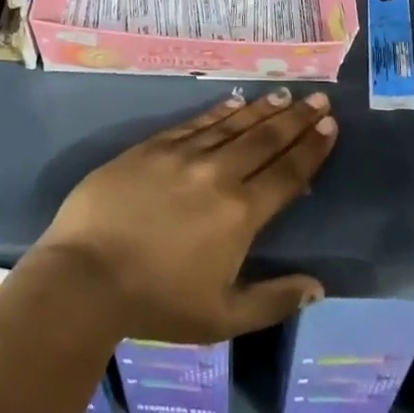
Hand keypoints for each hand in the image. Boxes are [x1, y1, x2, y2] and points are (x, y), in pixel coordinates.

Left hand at [29, 88, 336, 343]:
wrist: (83, 278)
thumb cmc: (155, 304)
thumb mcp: (221, 318)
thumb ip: (273, 301)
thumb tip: (317, 287)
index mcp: (241, 214)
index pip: (287, 173)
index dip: (312, 148)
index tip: (330, 126)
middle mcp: (218, 175)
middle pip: (265, 140)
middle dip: (296, 118)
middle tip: (318, 99)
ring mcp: (183, 155)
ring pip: (233, 125)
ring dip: (262, 109)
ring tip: (285, 94)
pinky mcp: (151, 148)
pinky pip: (195, 123)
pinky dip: (218, 112)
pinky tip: (234, 102)